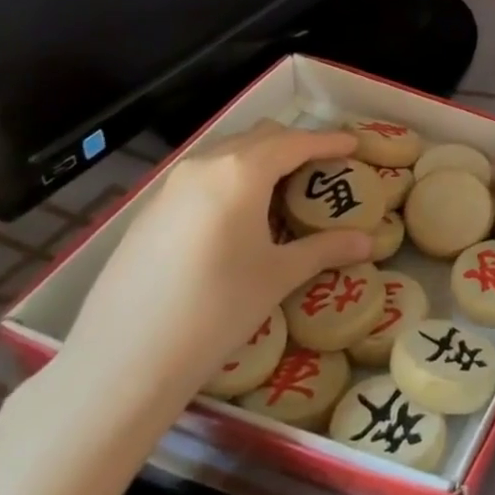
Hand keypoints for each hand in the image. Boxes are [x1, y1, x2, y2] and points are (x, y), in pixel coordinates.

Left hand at [56, 124, 373, 415]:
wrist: (124, 357)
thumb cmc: (216, 308)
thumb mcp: (279, 276)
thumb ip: (325, 249)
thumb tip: (369, 243)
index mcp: (241, 172)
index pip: (296, 142)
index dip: (329, 141)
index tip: (354, 144)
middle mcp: (205, 165)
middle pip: (260, 137)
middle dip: (296, 144)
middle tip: (324, 166)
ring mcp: (171, 185)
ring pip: (227, 153)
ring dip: (261, 158)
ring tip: (285, 187)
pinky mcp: (150, 210)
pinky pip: (202, 175)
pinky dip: (232, 177)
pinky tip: (239, 214)